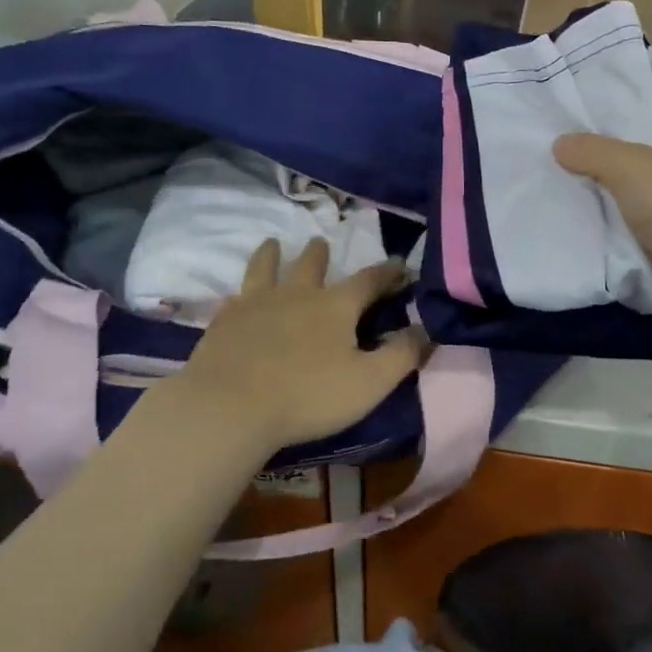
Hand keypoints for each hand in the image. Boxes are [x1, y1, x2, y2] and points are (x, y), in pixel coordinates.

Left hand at [172, 240, 427, 454]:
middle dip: (321, 254)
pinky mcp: (224, 322)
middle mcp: (297, 294)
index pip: (369, 279)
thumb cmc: (308, 396)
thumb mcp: (370, 381)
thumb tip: (427, 327)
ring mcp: (255, 304)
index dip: (388, 271)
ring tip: (274, 244)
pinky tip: (236, 296)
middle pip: (311, 265)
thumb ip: (403, 353)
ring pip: (265, 269)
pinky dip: (240, 293)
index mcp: (336, 306)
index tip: (401, 265)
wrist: (229, 407)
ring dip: (272, 255)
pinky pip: (234, 298)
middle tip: (322, 243)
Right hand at [553, 87, 651, 332]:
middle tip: (572, 139)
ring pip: (641, 187)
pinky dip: (616, 224)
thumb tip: (560, 144)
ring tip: (566, 179)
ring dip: (611, 188)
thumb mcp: (629, 168)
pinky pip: (638, 224)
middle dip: (615, 143)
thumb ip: (591, 151)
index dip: (649, 93)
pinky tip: (582, 221)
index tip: (609, 99)